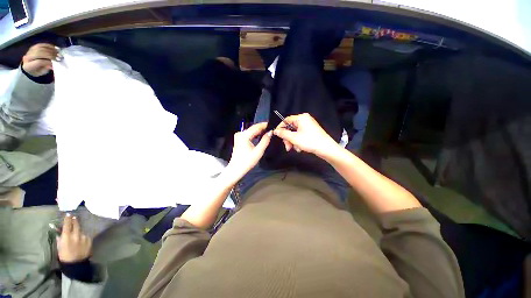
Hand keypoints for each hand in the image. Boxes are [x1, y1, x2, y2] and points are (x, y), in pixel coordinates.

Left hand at [22, 43, 60, 76]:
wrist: (28, 66)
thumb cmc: (36, 71)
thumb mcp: (40, 73)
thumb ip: (45, 69)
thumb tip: (52, 65)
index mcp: (28, 66)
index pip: (39, 62)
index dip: (48, 62)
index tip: (56, 63)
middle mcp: (27, 57)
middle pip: (40, 53)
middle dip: (50, 54)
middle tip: (59, 57)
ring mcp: (30, 51)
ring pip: (41, 48)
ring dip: (51, 50)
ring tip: (58, 53)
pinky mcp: (33, 47)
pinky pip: (41, 44)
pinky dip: (49, 46)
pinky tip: (55, 48)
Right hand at [57, 214, 91, 262]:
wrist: (76, 264)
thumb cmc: (64, 256)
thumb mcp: (59, 247)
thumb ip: (60, 238)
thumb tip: (59, 231)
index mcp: (66, 237)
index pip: (67, 224)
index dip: (68, 218)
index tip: (68, 214)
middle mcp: (76, 235)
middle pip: (76, 224)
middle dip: (74, 220)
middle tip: (74, 217)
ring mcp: (83, 237)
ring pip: (81, 230)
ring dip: (78, 230)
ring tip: (76, 232)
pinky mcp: (89, 239)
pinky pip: (85, 235)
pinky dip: (82, 236)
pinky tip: (80, 239)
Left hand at [225, 122, 271, 181]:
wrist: (236, 169)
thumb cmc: (247, 161)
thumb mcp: (258, 152)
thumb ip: (265, 141)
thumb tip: (270, 132)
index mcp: (244, 135)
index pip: (256, 127)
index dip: (265, 125)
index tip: (273, 124)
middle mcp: (240, 133)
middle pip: (253, 128)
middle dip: (262, 128)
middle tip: (272, 128)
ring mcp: (238, 136)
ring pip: (251, 131)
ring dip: (259, 131)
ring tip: (268, 132)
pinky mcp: (239, 139)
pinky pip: (249, 134)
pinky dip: (255, 134)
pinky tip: (260, 136)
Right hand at [273, 113, 339, 158]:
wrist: (326, 149)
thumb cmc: (310, 141)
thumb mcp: (294, 138)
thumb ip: (283, 134)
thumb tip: (275, 131)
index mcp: (301, 118)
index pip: (286, 120)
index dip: (280, 127)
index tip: (277, 135)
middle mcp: (305, 120)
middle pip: (290, 128)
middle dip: (288, 138)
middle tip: (287, 147)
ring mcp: (308, 126)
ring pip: (294, 133)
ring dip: (292, 141)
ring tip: (295, 148)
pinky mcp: (310, 131)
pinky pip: (300, 135)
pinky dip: (298, 141)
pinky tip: (300, 148)